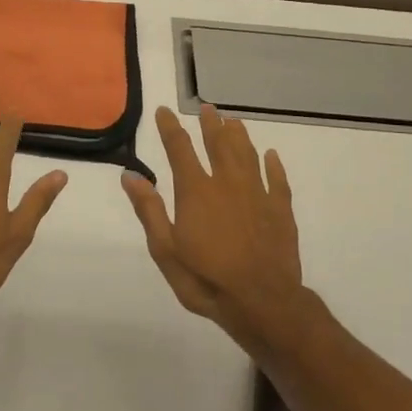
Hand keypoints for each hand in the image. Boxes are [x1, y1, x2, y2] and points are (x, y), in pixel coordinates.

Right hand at [122, 105, 303, 346]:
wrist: (262, 302)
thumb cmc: (206, 279)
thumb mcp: (166, 250)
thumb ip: (149, 210)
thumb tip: (130, 175)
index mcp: (196, 191)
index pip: (180, 149)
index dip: (170, 127)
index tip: (164, 111)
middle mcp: (227, 183)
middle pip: (218, 144)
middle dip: (210, 124)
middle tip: (206, 108)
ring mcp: (258, 194)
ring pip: (248, 155)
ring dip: (239, 136)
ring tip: (233, 121)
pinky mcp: (280, 210)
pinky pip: (277, 179)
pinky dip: (273, 165)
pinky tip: (271, 156)